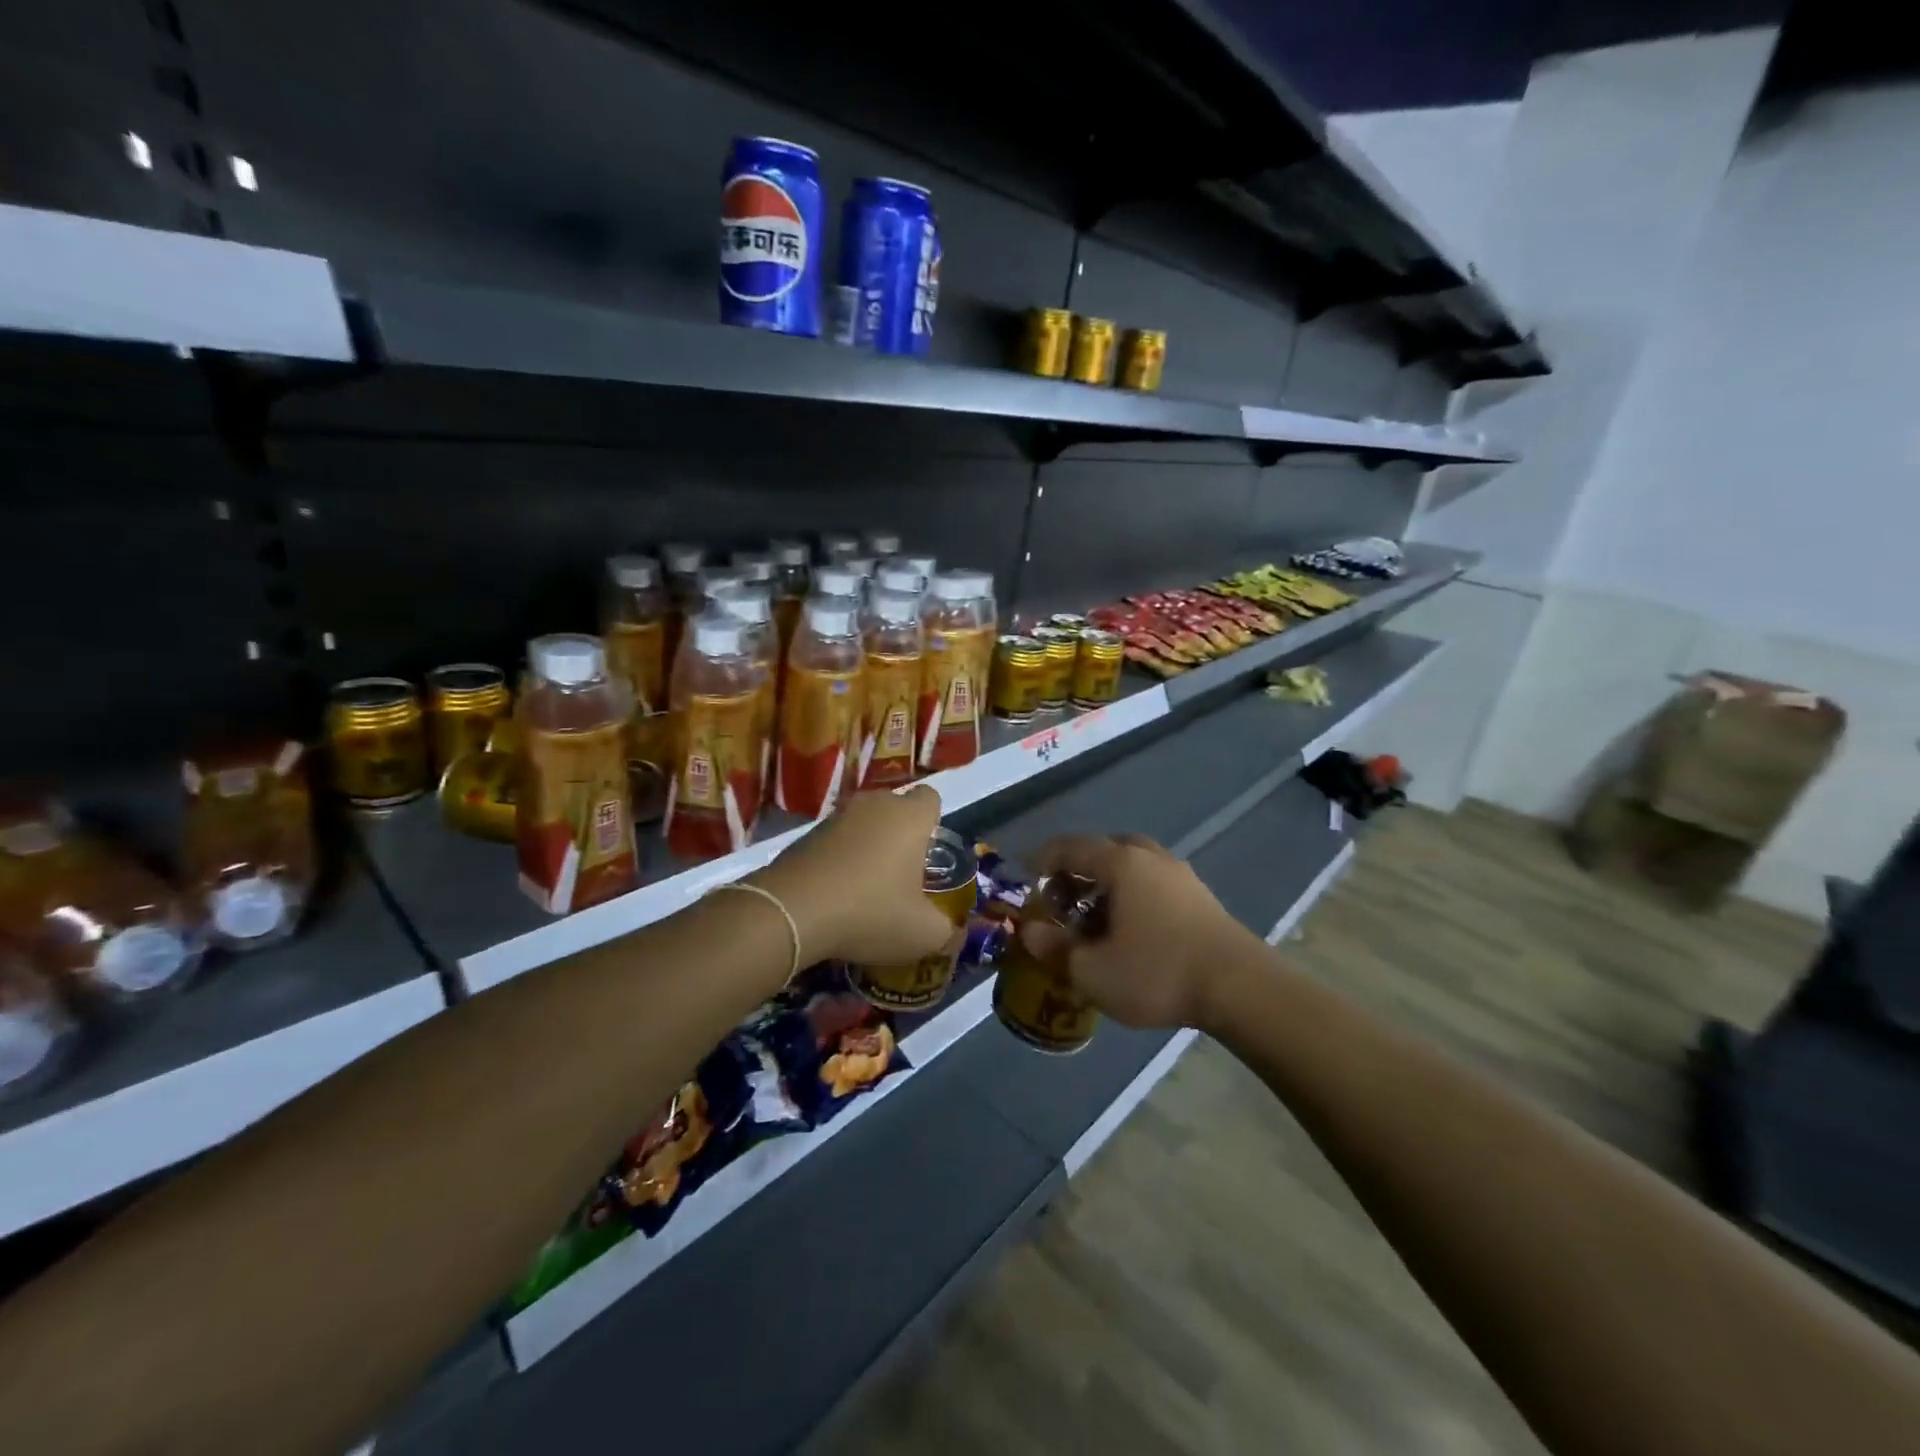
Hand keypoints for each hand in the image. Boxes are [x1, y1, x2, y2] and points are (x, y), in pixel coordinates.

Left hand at [751, 786, 953, 966]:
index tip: (928, 854)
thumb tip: (953, 932)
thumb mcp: (923, 934)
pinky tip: (835, 895)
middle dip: (900, 836)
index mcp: (909, 817)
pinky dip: (839, 859)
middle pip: (895, 809)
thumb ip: (947, 930)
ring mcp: (836, 816)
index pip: (931, 798)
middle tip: (902, 876)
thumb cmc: (870, 912)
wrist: (791, 912)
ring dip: (867, 847)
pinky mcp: (805, 834)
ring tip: (866, 888)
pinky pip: (835, 841)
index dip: (933, 822)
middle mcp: (874, 804)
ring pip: (863, 824)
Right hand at [1019, 834, 1250, 1028]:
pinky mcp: (1199, 895)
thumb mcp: (1092, 971)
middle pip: (1101, 850)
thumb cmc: (1157, 972)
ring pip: (1130, 865)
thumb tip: (1028, 932)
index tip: (1028, 886)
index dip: (1042, 862)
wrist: (1240, 987)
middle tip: (1062, 903)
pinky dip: (1131, 895)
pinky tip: (1131, 931)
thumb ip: (1054, 948)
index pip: (1068, 847)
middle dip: (1076, 873)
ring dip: (1105, 884)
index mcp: (1119, 863)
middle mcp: (1148, 857)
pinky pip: (1152, 881)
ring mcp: (1178, 873)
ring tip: (1095, 920)